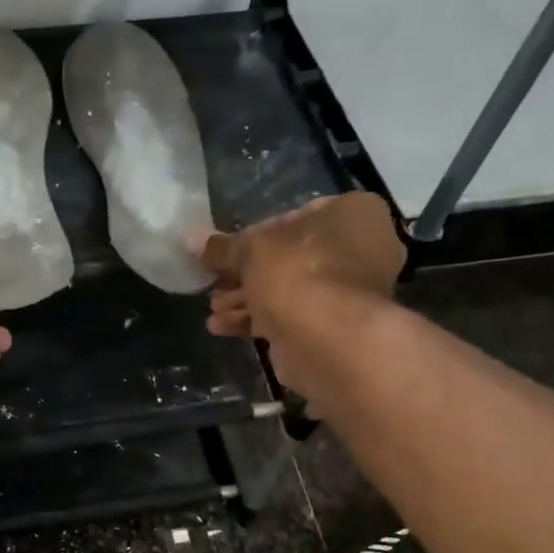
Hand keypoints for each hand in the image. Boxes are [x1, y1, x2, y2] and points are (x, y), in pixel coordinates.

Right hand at [199, 193, 405, 394]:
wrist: (326, 339)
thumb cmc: (296, 272)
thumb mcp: (250, 250)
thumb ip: (222, 247)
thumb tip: (192, 239)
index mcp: (353, 213)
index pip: (296, 215)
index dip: (256, 234)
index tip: (229, 252)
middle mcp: (361, 248)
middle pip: (290, 257)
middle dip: (246, 275)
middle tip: (216, 285)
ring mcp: (351, 292)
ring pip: (288, 289)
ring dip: (246, 300)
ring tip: (215, 310)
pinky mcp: (335, 327)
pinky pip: (292, 316)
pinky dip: (258, 320)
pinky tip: (223, 327)